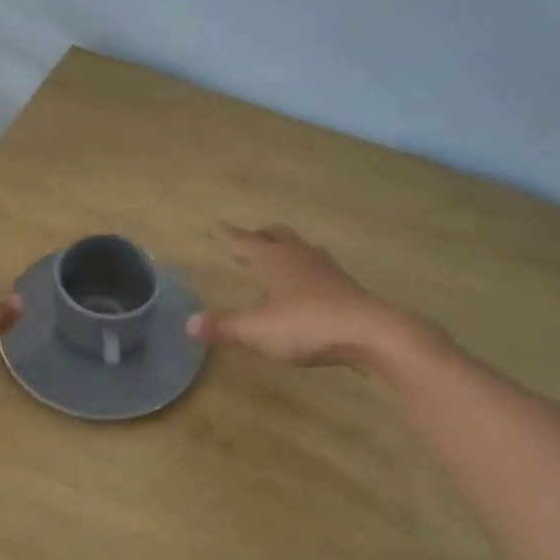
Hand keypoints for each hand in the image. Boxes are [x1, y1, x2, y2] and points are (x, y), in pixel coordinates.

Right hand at [188, 224, 426, 367]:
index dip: (231, 235)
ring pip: (301, 249)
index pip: (246, 241)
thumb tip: (189, 323)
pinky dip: (304, 271)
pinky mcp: (345, 286)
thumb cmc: (306, 324)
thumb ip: (224, 326)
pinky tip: (305, 288)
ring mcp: (326, 269)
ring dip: (285, 250)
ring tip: (277, 259)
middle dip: (261, 236)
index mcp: (274, 259)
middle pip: (277, 235)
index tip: (220, 226)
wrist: (371, 332)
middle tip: (249, 240)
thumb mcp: (257, 330)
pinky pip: (317, 269)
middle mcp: (299, 256)